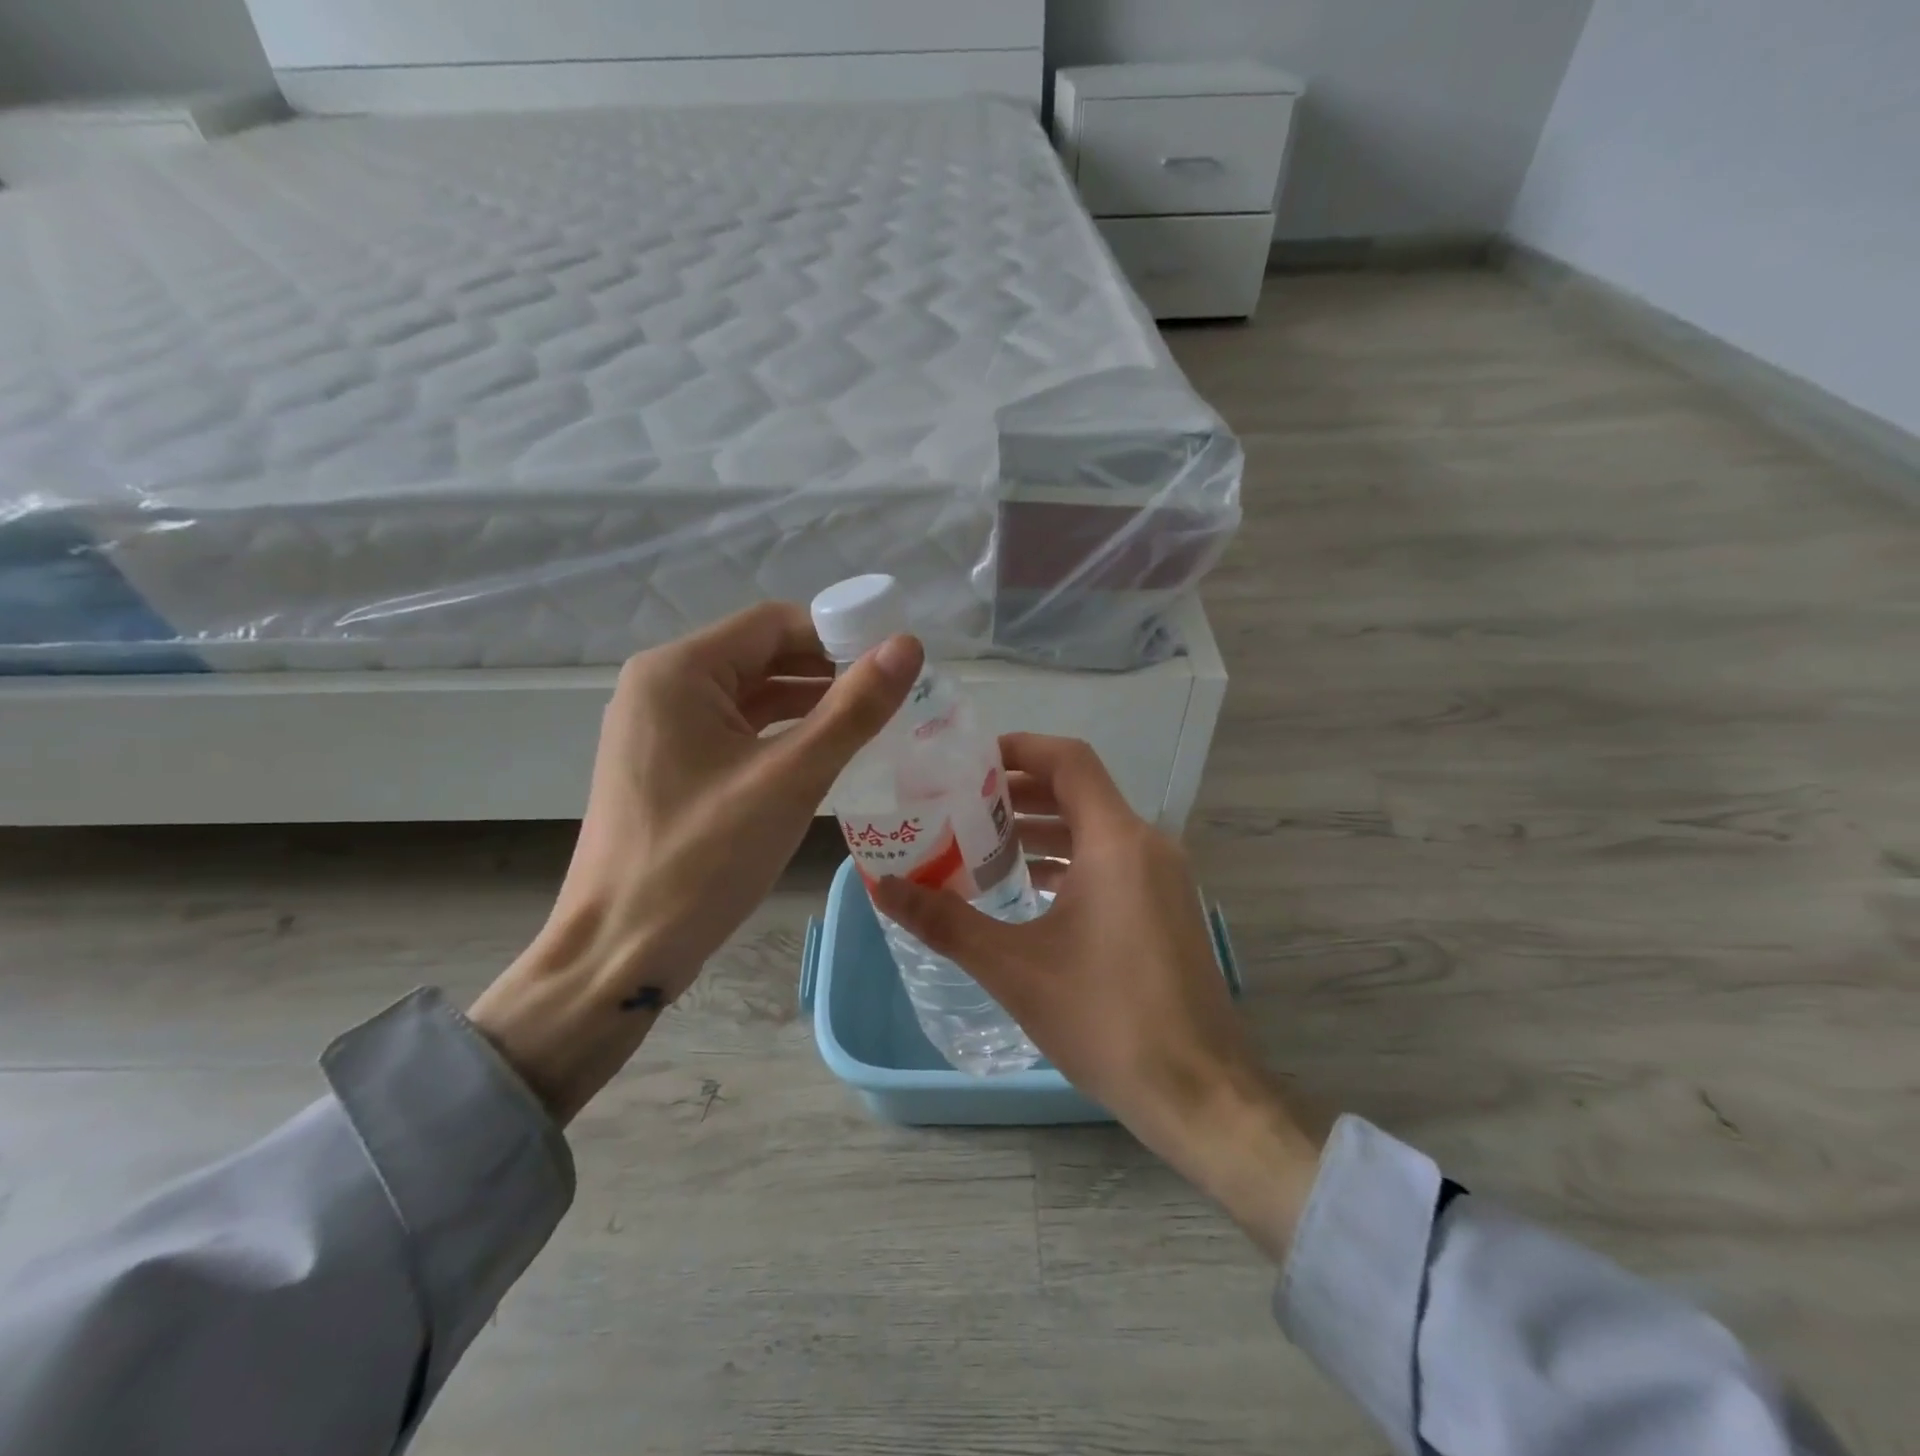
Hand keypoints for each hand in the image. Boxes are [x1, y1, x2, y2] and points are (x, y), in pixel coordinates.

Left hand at [471, 604, 922, 1122]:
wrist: (619, 952)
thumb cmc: (702, 860)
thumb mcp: (790, 779)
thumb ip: (853, 709)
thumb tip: (909, 645)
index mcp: (679, 671)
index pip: (775, 623)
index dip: (840, 634)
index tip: (894, 664)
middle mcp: (661, 685)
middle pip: (761, 655)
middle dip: (827, 670)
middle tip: (891, 697)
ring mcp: (659, 727)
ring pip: (750, 695)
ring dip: (808, 703)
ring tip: (870, 724)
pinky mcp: (667, 765)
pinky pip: (734, 730)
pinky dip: (780, 734)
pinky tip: (823, 754)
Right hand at [870, 735, 1323, 1260]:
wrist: (1199, 1093)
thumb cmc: (1106, 1020)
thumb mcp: (1013, 968)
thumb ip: (944, 921)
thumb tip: (882, 888)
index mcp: (1117, 841)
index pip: (1068, 760)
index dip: (1018, 748)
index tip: (968, 762)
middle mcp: (1147, 845)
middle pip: (1078, 791)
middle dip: (1018, 793)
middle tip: (959, 805)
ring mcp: (1162, 877)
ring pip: (1094, 829)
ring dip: (1041, 830)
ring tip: (981, 845)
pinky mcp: (1165, 908)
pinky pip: (1111, 861)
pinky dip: (1068, 861)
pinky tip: (1026, 889)